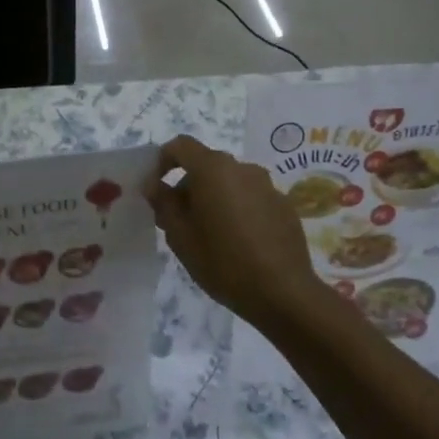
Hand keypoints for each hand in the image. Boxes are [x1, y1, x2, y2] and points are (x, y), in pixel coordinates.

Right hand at [145, 136, 328, 330]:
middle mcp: (242, 168)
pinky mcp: (284, 206)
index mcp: (213, 169)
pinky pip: (251, 198)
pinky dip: (238, 210)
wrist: (284, 293)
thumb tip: (155, 185)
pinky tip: (239, 243)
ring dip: (214, 198)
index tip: (156, 189)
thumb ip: (164, 203)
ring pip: (230, 182)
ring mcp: (267, 186)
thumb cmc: (223, 262)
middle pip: (206, 165)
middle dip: (188, 186)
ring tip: (210, 234)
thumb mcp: (180, 236)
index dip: (162, 161)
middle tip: (179, 221)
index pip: (181, 146)